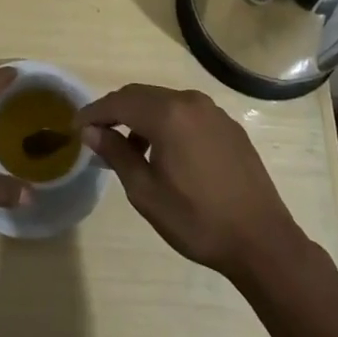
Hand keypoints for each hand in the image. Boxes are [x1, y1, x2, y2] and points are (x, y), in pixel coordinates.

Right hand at [76, 84, 305, 281]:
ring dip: (141, 118)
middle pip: (142, 96)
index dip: (94, 112)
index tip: (75, 127)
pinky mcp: (228, 126)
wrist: (262, 240)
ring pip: (165, 103)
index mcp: (168, 114)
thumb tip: (91, 131)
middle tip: (96, 134)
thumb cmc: (197, 220)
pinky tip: (164, 152)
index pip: (119, 102)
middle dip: (116, 111)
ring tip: (129, 149)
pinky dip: (166, 123)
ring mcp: (213, 111)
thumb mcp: (146, 193)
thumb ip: (117, 154)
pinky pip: (187, 114)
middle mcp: (190, 101)